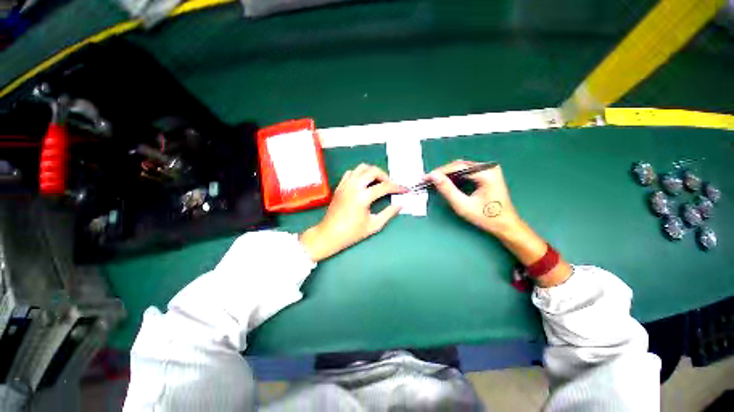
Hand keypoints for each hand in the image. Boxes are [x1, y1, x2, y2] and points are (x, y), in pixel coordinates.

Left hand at [300, 164, 405, 261]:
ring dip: (372, 172)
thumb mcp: (374, 225)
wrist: (330, 234)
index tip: (405, 190)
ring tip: (377, 182)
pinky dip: (360, 174)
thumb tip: (400, 204)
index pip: (384, 187)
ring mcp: (345, 184)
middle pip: (373, 171)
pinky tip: (363, 183)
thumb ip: (389, 213)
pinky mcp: (340, 186)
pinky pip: (351, 172)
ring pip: (361, 168)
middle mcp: (354, 186)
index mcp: (363, 197)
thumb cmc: (352, 233)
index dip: (397, 187)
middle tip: (390, 185)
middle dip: (385, 176)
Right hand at [428, 160, 520, 235]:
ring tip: (434, 182)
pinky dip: (454, 177)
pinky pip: (466, 172)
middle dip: (442, 173)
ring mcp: (488, 170)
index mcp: (486, 173)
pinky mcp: (486, 174)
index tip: (426, 178)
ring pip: (461, 168)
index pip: (457, 167)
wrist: (505, 225)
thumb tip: (433, 176)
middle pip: (459, 165)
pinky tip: (446, 182)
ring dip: (447, 175)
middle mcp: (488, 167)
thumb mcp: (463, 205)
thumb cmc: (486, 217)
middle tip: (428, 180)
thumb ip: (447, 189)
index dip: (439, 172)